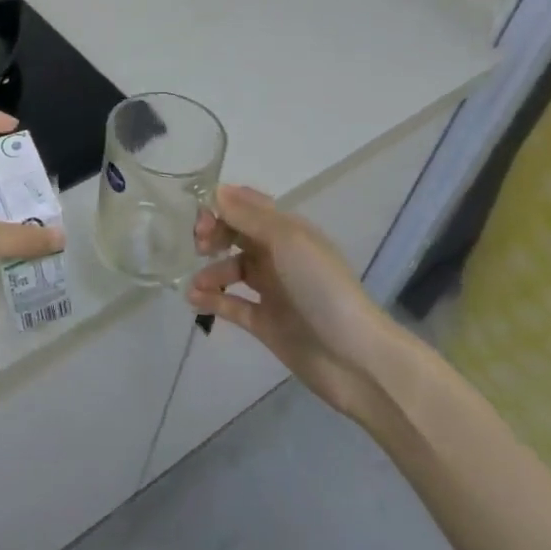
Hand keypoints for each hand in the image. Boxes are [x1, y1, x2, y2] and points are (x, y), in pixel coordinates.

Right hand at [188, 185, 404, 420]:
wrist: (355, 358)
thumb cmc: (322, 288)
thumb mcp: (287, 241)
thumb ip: (249, 216)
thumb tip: (217, 191)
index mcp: (288, 231)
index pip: (248, 207)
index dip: (222, 206)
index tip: (200, 217)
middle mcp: (279, 256)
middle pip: (237, 235)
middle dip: (213, 235)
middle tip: (198, 246)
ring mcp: (272, 291)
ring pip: (231, 270)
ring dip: (210, 272)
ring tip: (196, 285)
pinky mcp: (265, 323)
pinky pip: (231, 304)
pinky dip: (212, 300)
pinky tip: (195, 300)